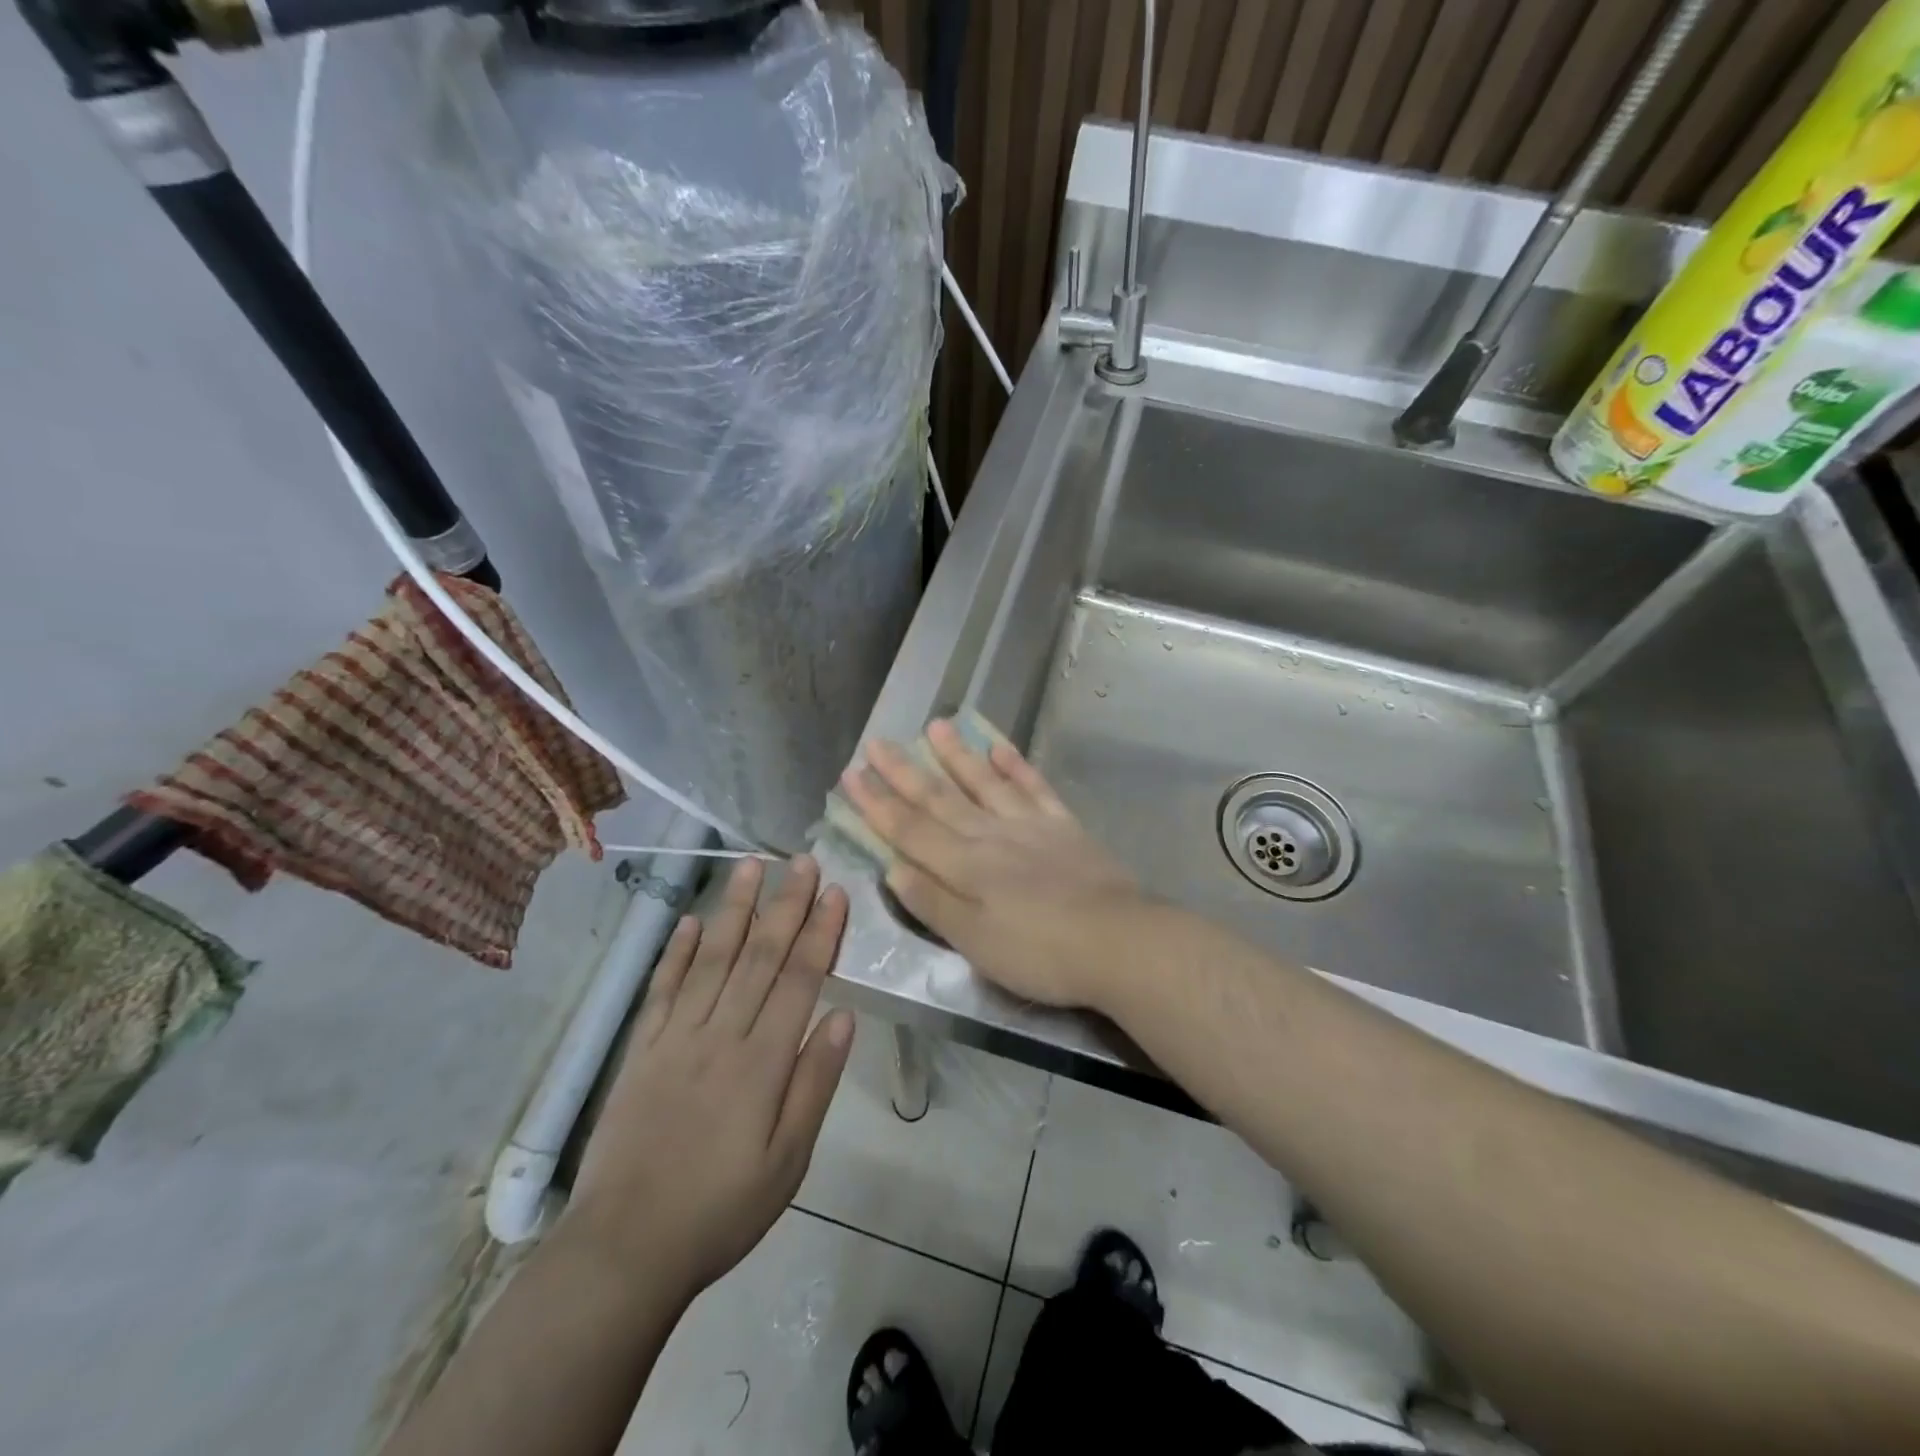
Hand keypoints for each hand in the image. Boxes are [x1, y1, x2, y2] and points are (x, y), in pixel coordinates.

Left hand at [564, 856, 853, 1302]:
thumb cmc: (721, 1209)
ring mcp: (675, 1038)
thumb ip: (815, 1084)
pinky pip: (662, 989)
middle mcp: (720, 1036)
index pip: (798, 980)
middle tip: (802, 861)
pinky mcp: (642, 1050)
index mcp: (762, 1063)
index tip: (835, 892)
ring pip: (711, 959)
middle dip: (785, 905)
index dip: (819, 933)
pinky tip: (690, 920)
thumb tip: (844, 1017)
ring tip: (749, 867)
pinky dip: (677, 951)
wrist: (624, 1249)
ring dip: (733, 909)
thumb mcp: (788, 1161)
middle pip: (758, 957)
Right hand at [840, 718, 1150, 1008]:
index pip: (910, 829)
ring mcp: (1030, 825)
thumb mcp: (975, 942)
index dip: (878, 803)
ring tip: (935, 726)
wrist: (1118, 941)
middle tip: (877, 742)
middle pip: (940, 798)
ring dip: (957, 755)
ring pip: (984, 782)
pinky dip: (1016, 765)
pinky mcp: (1064, 826)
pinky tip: (1000, 747)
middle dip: (904, 771)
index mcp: (965, 866)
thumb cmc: (1040, 953)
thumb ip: (933, 902)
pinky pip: (1034, 787)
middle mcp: (991, 835)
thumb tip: (892, 867)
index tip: (851, 775)